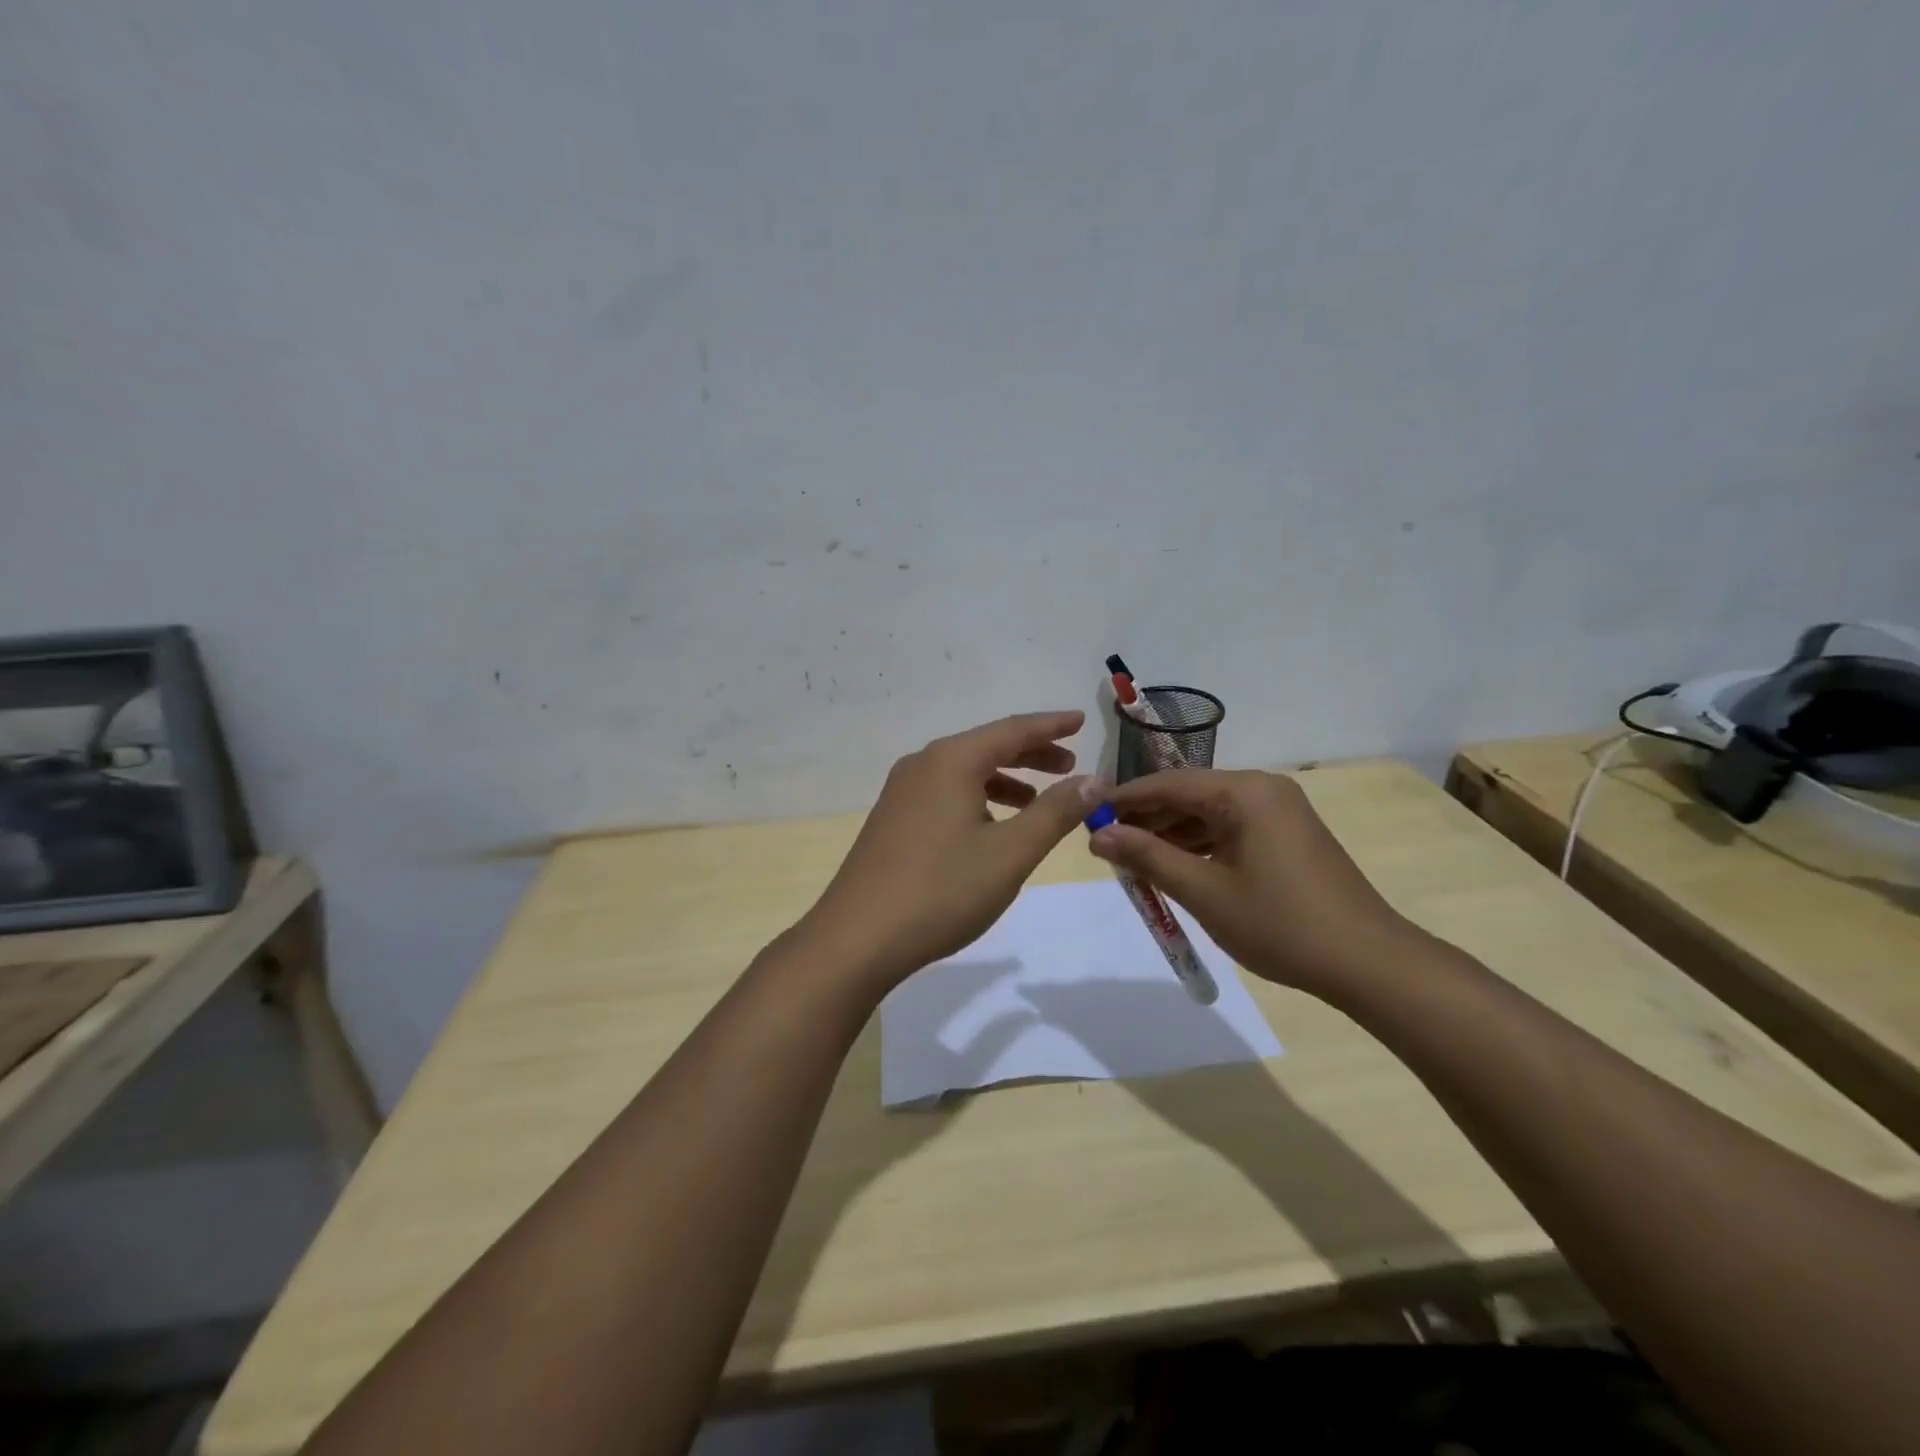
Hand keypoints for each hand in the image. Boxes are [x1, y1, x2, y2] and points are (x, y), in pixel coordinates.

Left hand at [793, 711, 1099, 990]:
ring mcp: (901, 793)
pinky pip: (944, 793)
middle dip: (1031, 754)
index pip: (1012, 730)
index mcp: (950, 761)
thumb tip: (1092, 781)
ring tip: (1037, 801)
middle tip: (1069, 767)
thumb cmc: (942, 890)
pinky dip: (977, 799)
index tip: (1082, 719)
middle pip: (986, 747)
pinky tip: (991, 827)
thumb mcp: (1011, 852)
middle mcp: (922, 765)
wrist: (858, 938)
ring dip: (1005, 780)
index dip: (1051, 725)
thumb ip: (1055, 812)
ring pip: (964, 772)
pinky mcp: (892, 820)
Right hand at [1087, 768, 1416, 995]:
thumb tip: (1097, 835)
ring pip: (1208, 813)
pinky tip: (1174, 866)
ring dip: (1170, 834)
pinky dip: (1199, 845)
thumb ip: (1148, 857)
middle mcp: (1262, 790)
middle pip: (1188, 795)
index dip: (1124, 799)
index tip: (1086, 815)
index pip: (1169, 784)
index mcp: (1244, 792)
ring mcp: (1279, 812)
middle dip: (1146, 818)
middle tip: (1105, 843)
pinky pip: (1230, 829)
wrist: (1367, 962)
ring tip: (1132, 859)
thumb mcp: (1204, 891)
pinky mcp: (1287, 835)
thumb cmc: (1280, 923)